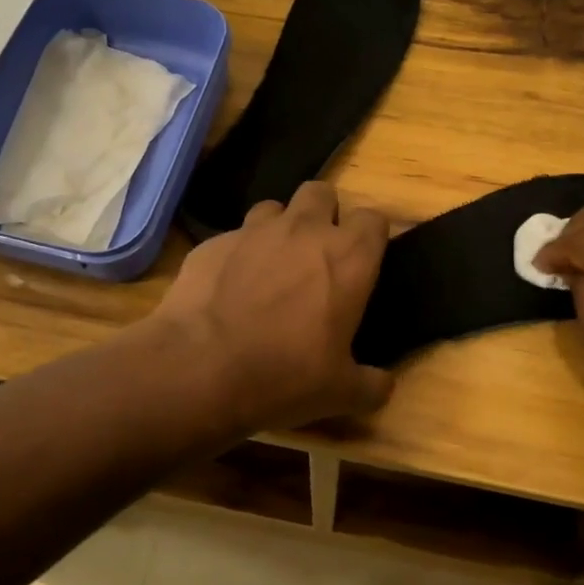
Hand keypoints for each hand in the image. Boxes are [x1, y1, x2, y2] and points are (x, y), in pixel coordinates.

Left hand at [150, 181, 394, 433]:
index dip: (370, 236)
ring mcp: (253, 231)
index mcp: (347, 257)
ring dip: (278, 228)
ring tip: (271, 266)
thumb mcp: (340, 393)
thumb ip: (371, 384)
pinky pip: (233, 237)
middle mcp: (304, 230)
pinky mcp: (213, 243)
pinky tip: (228, 287)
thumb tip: (383, 385)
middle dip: (323, 213)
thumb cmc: (285, 375)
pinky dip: (237, 255)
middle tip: (317, 253)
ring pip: (274, 207)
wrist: (200, 368)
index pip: (374, 219)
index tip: (364, 261)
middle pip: (322, 192)